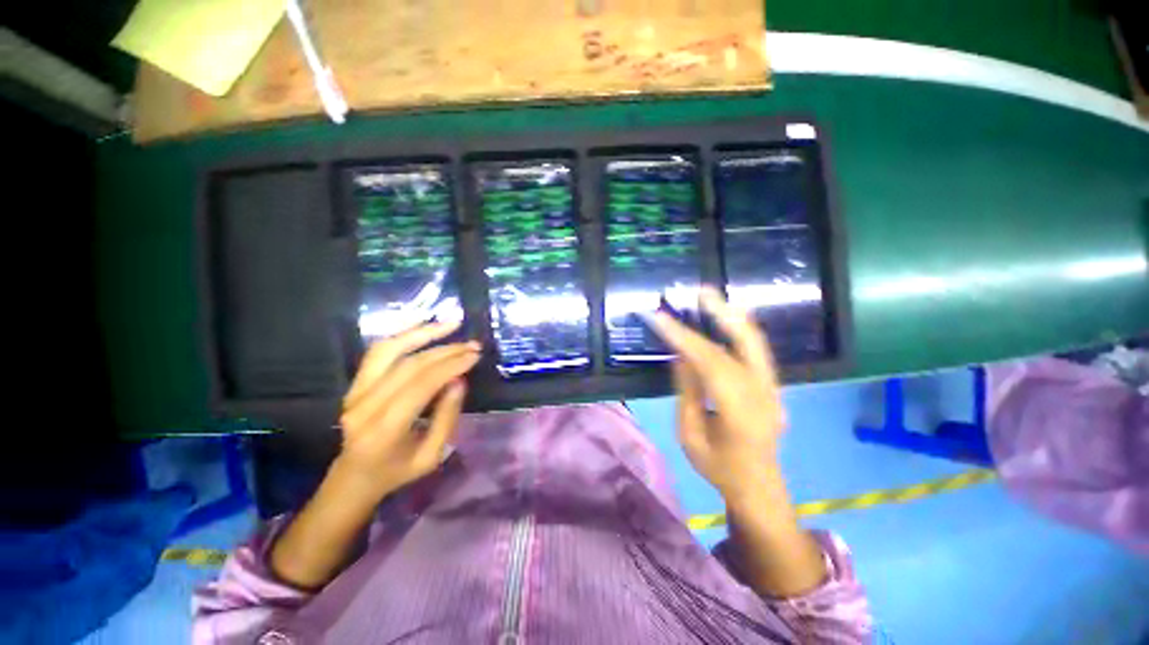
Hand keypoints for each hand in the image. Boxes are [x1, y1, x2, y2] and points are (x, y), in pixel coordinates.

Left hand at [335, 321, 480, 501]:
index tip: (475, 356)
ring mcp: (355, 392)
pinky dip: (403, 335)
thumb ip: (447, 417)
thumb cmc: (397, 471)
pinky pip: (379, 352)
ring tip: (451, 324)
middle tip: (473, 345)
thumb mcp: (432, 455)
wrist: (354, 477)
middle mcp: (364, 405)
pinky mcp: (354, 384)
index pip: (421, 385)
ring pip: (389, 350)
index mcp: (384, 429)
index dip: (450, 366)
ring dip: (423, 333)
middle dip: (446, 351)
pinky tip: (425, 327)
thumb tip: (459, 380)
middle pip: (409, 365)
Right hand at [645, 287, 785, 500]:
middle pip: (745, 344)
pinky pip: (756, 350)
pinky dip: (740, 329)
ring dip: (732, 316)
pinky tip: (727, 317)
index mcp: (740, 411)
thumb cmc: (718, 467)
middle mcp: (763, 393)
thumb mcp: (690, 434)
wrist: (758, 487)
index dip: (683, 337)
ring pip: (755, 342)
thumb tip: (681, 355)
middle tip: (700, 291)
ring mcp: (773, 388)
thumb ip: (688, 391)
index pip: (710, 363)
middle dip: (720, 314)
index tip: (660, 318)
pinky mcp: (772, 385)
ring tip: (712, 297)